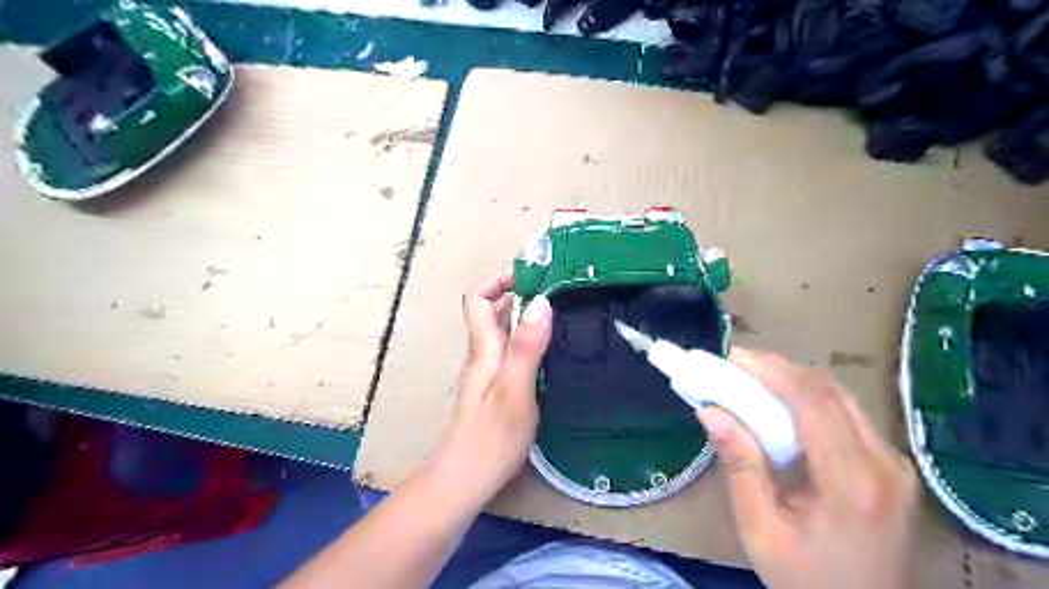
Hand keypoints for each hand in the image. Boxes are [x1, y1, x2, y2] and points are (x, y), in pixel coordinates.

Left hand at [430, 269, 551, 507]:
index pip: (477, 299)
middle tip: (558, 289)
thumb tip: (541, 301)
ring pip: (504, 332)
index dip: (497, 280)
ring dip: (527, 316)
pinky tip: (554, 350)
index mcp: (483, 349)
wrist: (466, 479)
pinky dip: (530, 340)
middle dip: (519, 293)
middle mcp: (482, 355)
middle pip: (493, 312)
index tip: (530, 273)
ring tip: (562, 312)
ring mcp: (489, 373)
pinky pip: (512, 352)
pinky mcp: (497, 389)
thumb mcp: (515, 390)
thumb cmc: (491, 437)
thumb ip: (526, 347)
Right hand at [700, 349, 920, 588]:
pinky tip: (781, 406)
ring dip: (794, 381)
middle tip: (735, 367)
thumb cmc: (806, 580)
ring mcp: (895, 464)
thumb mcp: (760, 530)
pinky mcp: (892, 466)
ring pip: (841, 397)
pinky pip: (848, 414)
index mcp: (853, 484)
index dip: (772, 371)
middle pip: (831, 391)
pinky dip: (810, 400)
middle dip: (779, 370)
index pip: (814, 403)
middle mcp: (885, 464)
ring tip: (752, 381)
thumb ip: (739, 467)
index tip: (732, 358)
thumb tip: (710, 411)